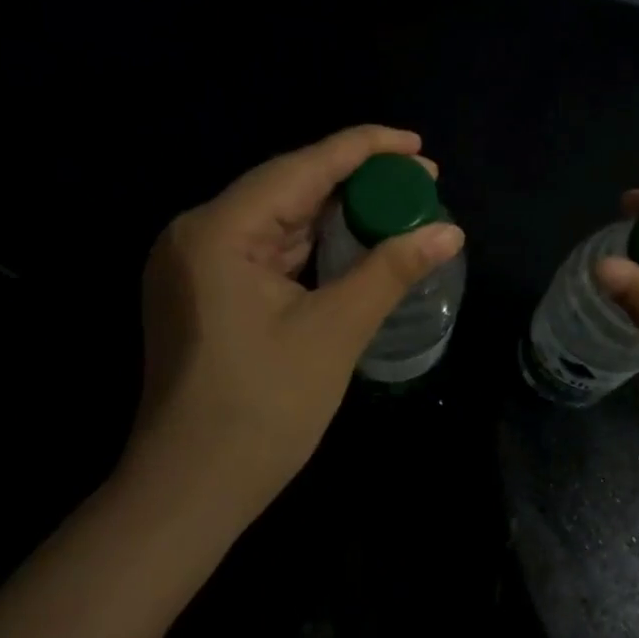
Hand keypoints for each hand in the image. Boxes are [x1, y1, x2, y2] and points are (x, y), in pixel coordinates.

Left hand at [124, 126, 463, 532]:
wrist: (188, 492)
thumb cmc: (262, 411)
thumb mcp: (335, 332)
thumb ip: (391, 270)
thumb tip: (450, 230)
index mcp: (219, 231)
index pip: (302, 167)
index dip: (364, 149)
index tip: (418, 144)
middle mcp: (198, 233)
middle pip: (289, 188)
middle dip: (356, 182)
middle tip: (422, 180)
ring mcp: (195, 264)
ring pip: (279, 220)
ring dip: (336, 214)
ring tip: (399, 207)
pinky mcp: (204, 292)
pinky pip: (267, 251)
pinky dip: (313, 245)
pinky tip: (353, 243)